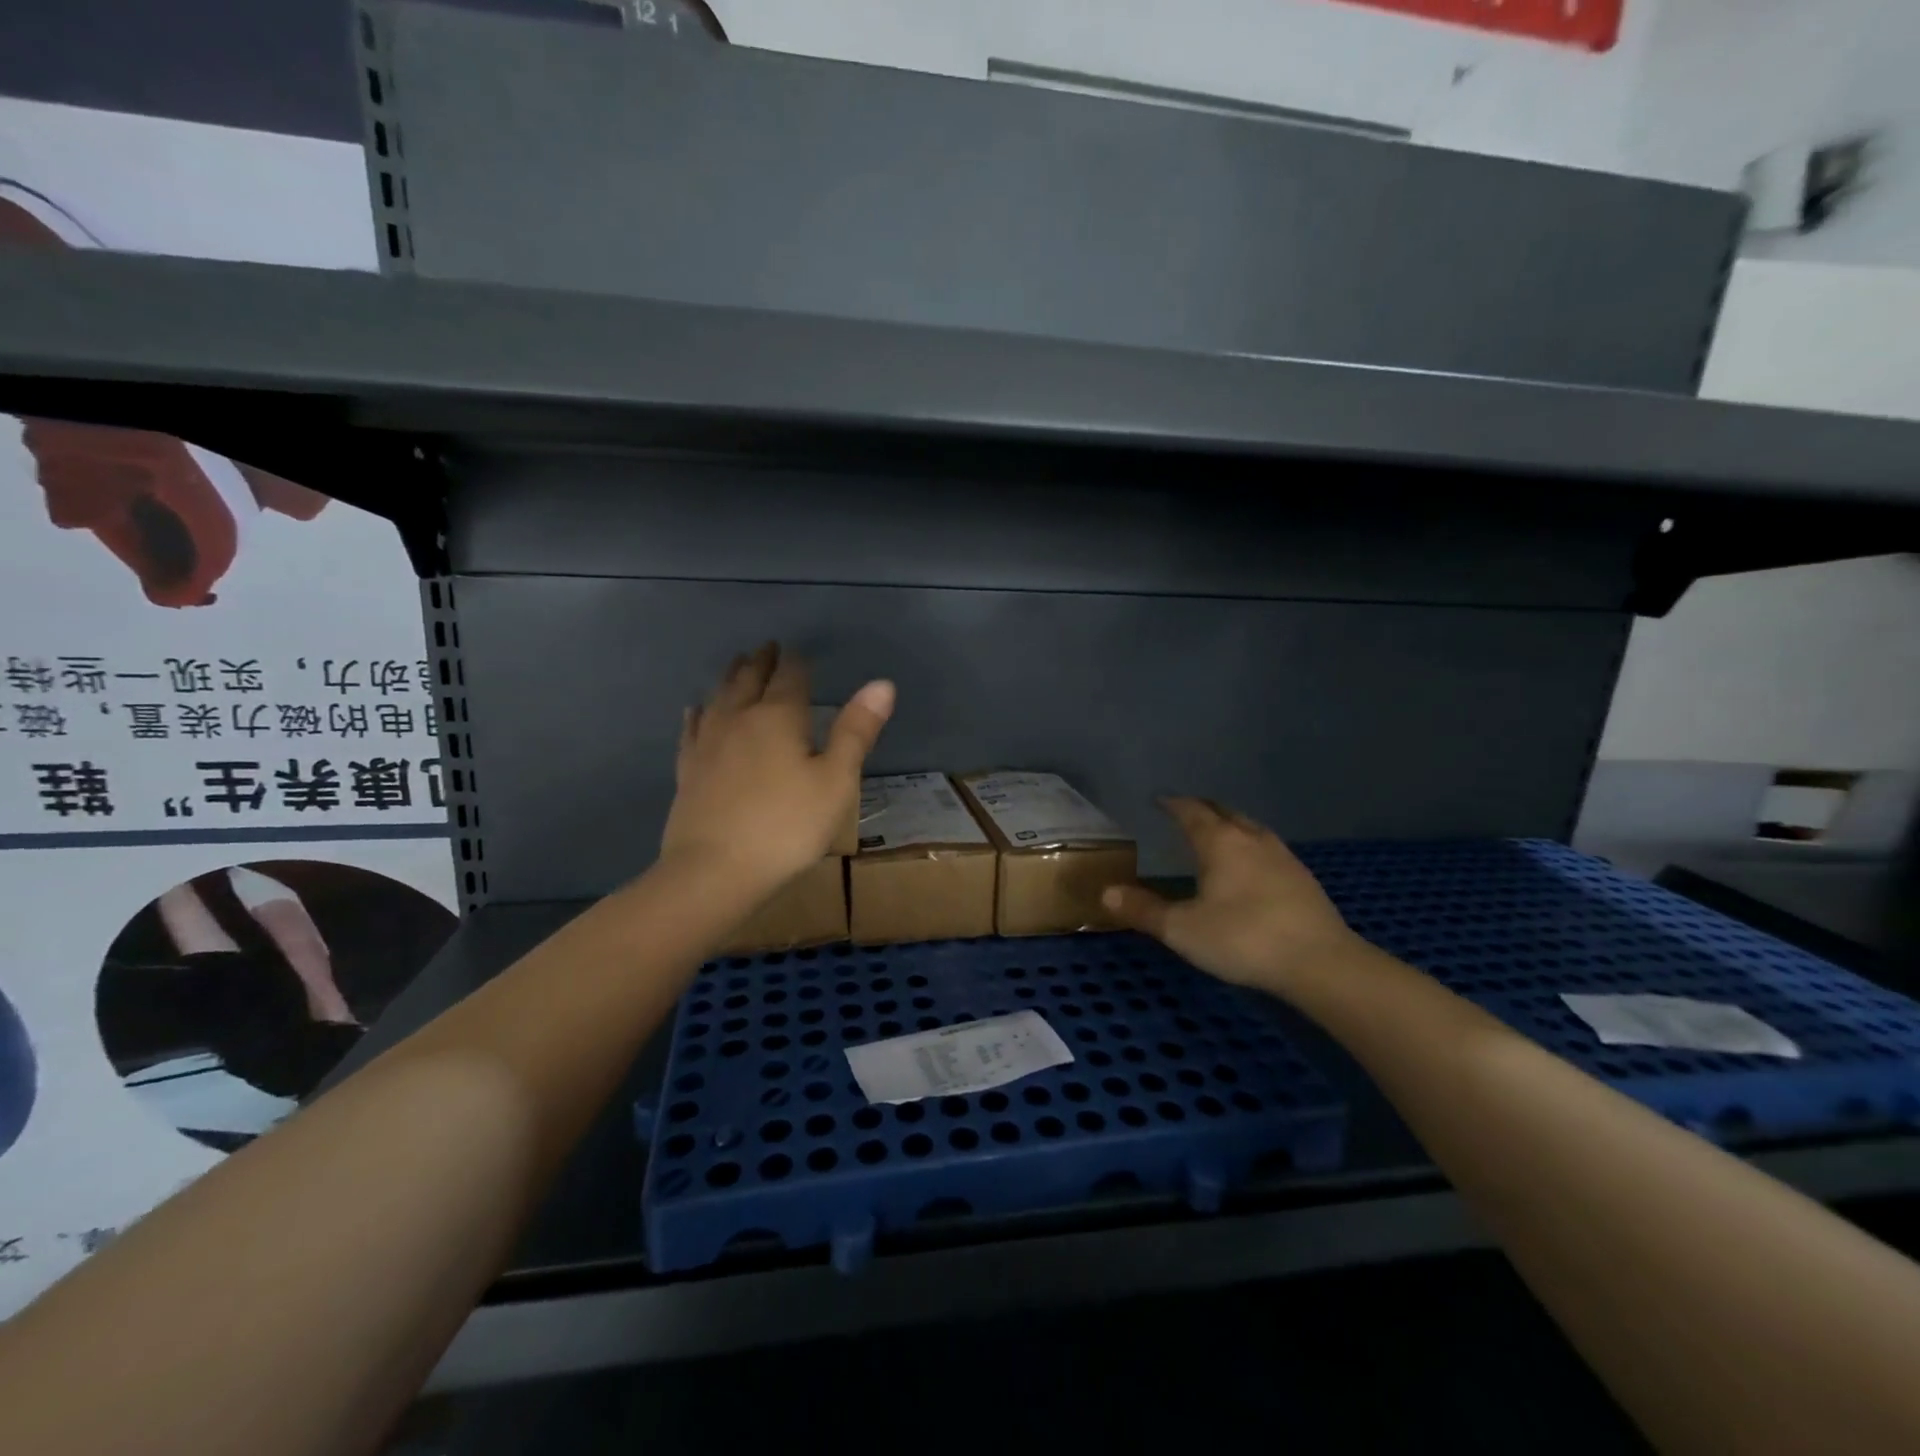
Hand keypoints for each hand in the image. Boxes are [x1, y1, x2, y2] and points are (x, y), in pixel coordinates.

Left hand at [661, 643, 893, 893]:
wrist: (715, 871)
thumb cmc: (787, 826)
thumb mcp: (836, 781)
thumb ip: (856, 731)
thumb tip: (882, 684)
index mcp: (778, 716)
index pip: (789, 677)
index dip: (795, 661)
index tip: (796, 650)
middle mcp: (739, 718)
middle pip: (749, 680)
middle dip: (761, 662)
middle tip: (767, 647)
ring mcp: (708, 743)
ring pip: (719, 697)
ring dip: (731, 677)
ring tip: (737, 665)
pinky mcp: (688, 770)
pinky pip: (692, 728)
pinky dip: (698, 713)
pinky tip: (696, 709)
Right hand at [1101, 797, 1360, 998]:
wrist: (1321, 963)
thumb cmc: (1243, 938)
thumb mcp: (1182, 929)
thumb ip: (1143, 909)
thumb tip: (1106, 893)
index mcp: (1220, 842)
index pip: (1191, 811)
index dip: (1173, 804)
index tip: (1160, 800)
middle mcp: (1251, 839)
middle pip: (1224, 812)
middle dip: (1202, 809)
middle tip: (1185, 813)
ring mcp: (1283, 856)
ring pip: (1250, 828)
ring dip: (1230, 825)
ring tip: (1217, 835)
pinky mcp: (1303, 878)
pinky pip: (1268, 849)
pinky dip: (1251, 847)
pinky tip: (1251, 868)